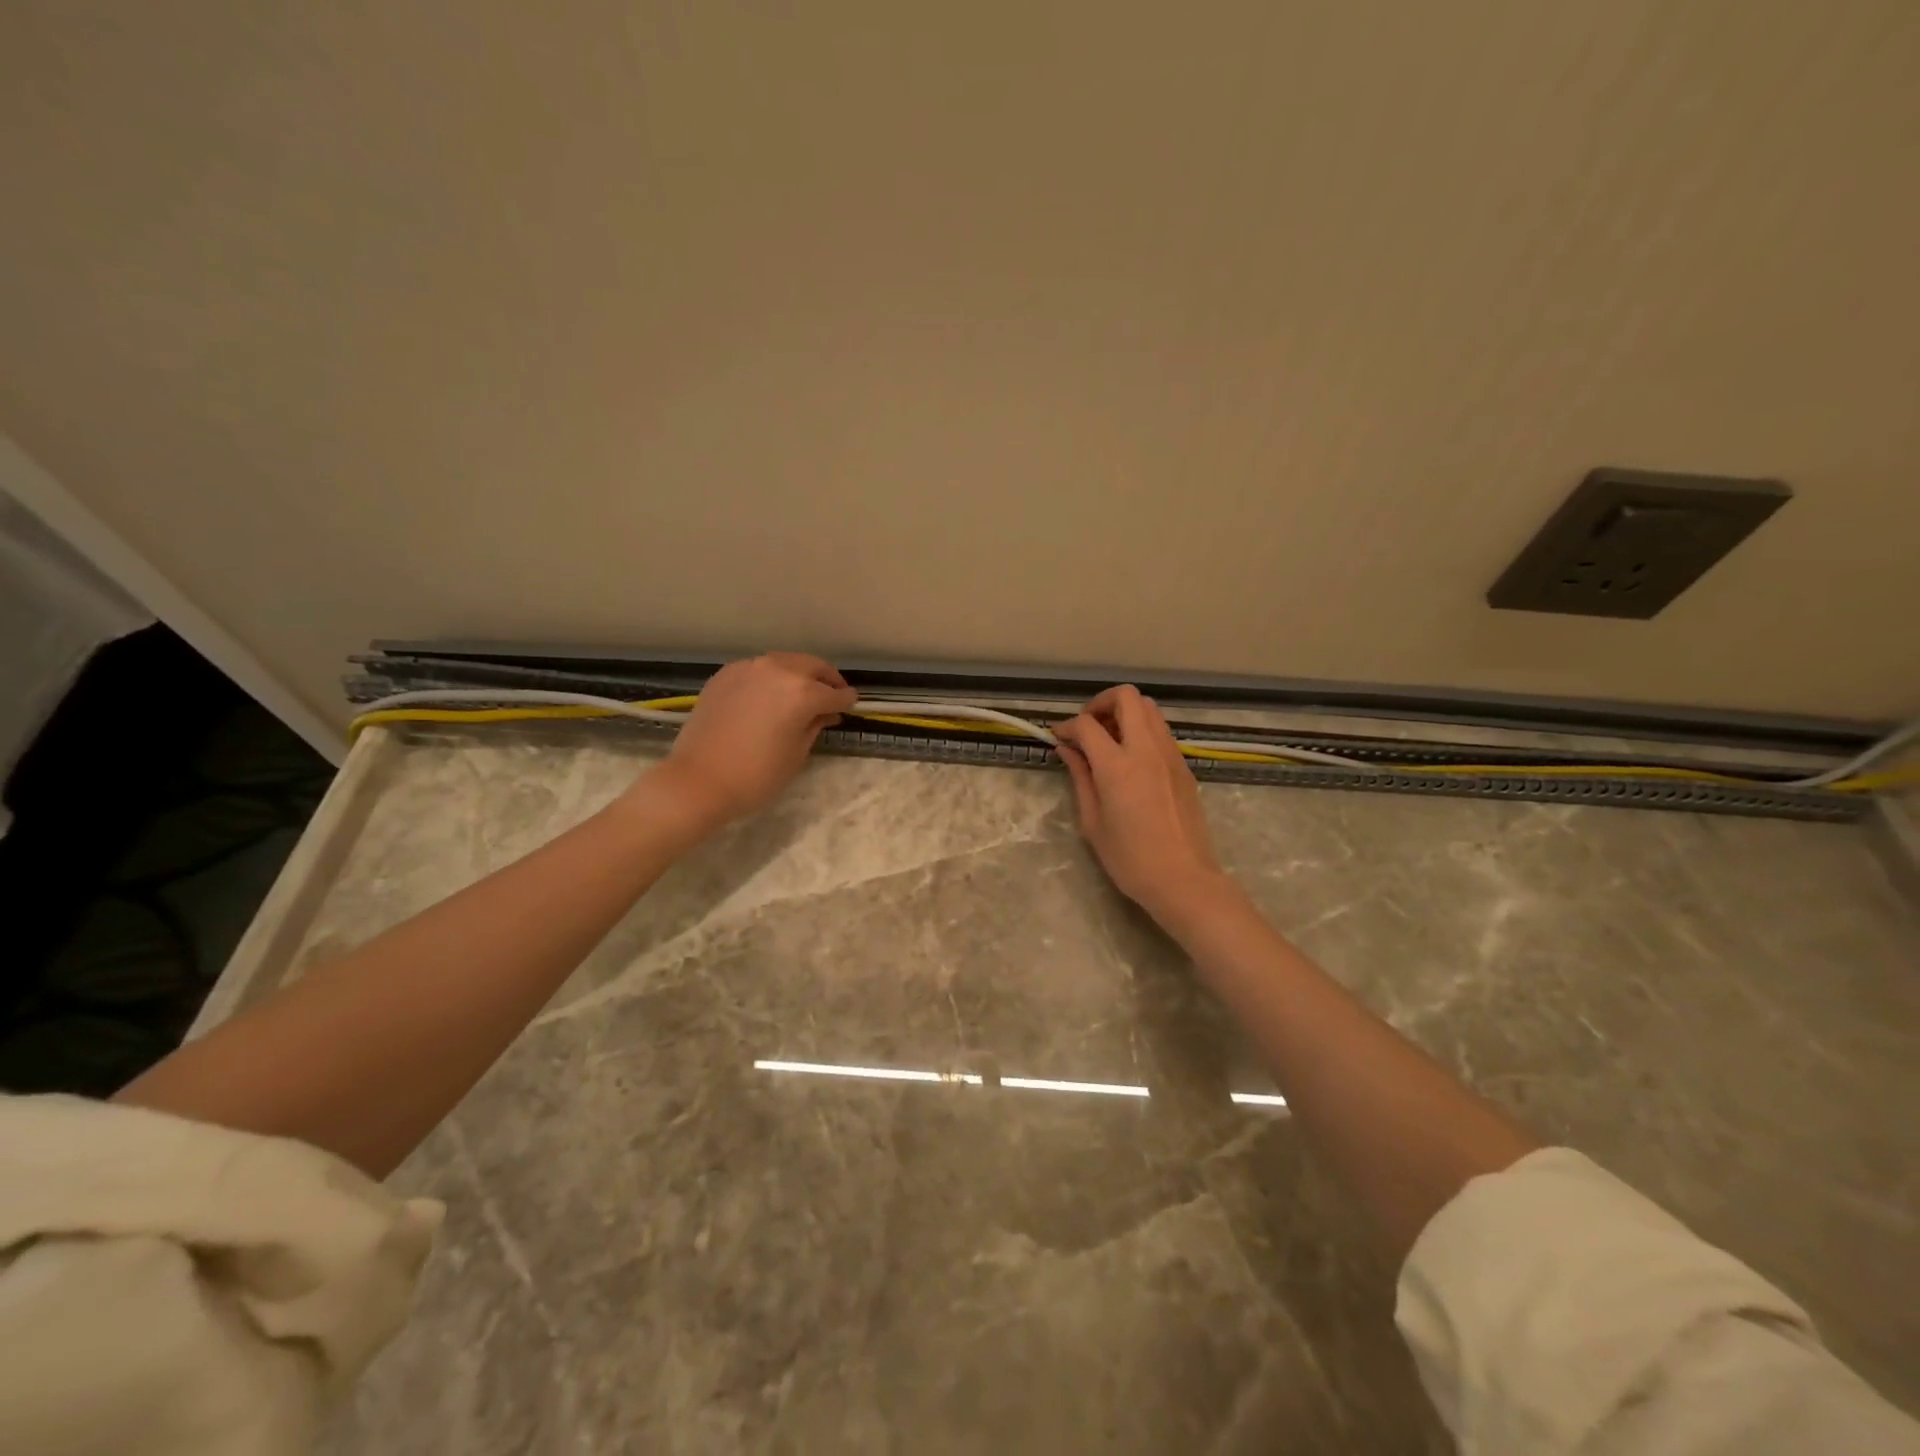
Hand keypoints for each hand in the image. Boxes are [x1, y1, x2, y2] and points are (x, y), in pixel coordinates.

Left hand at [654, 652, 856, 826]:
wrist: (699, 779)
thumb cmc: (756, 775)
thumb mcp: (797, 754)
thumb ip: (814, 725)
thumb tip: (825, 712)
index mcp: (802, 692)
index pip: (835, 694)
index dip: (846, 701)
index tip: (852, 704)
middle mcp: (778, 670)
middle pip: (812, 666)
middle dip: (826, 679)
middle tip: (832, 694)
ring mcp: (749, 668)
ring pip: (785, 662)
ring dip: (799, 674)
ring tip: (802, 693)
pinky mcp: (726, 674)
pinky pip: (758, 669)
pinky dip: (771, 678)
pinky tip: (770, 695)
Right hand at [1054, 686, 1234, 927]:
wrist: (1184, 879)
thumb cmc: (1130, 859)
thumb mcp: (1093, 821)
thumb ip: (1080, 777)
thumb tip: (1068, 749)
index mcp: (1117, 766)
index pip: (1087, 725)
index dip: (1067, 725)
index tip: (1059, 737)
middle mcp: (1146, 749)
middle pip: (1127, 697)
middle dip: (1101, 703)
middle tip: (1088, 727)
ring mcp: (1170, 754)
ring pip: (1149, 708)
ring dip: (1125, 713)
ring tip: (1109, 740)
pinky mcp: (1184, 765)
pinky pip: (1161, 731)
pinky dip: (1142, 730)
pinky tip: (1130, 758)